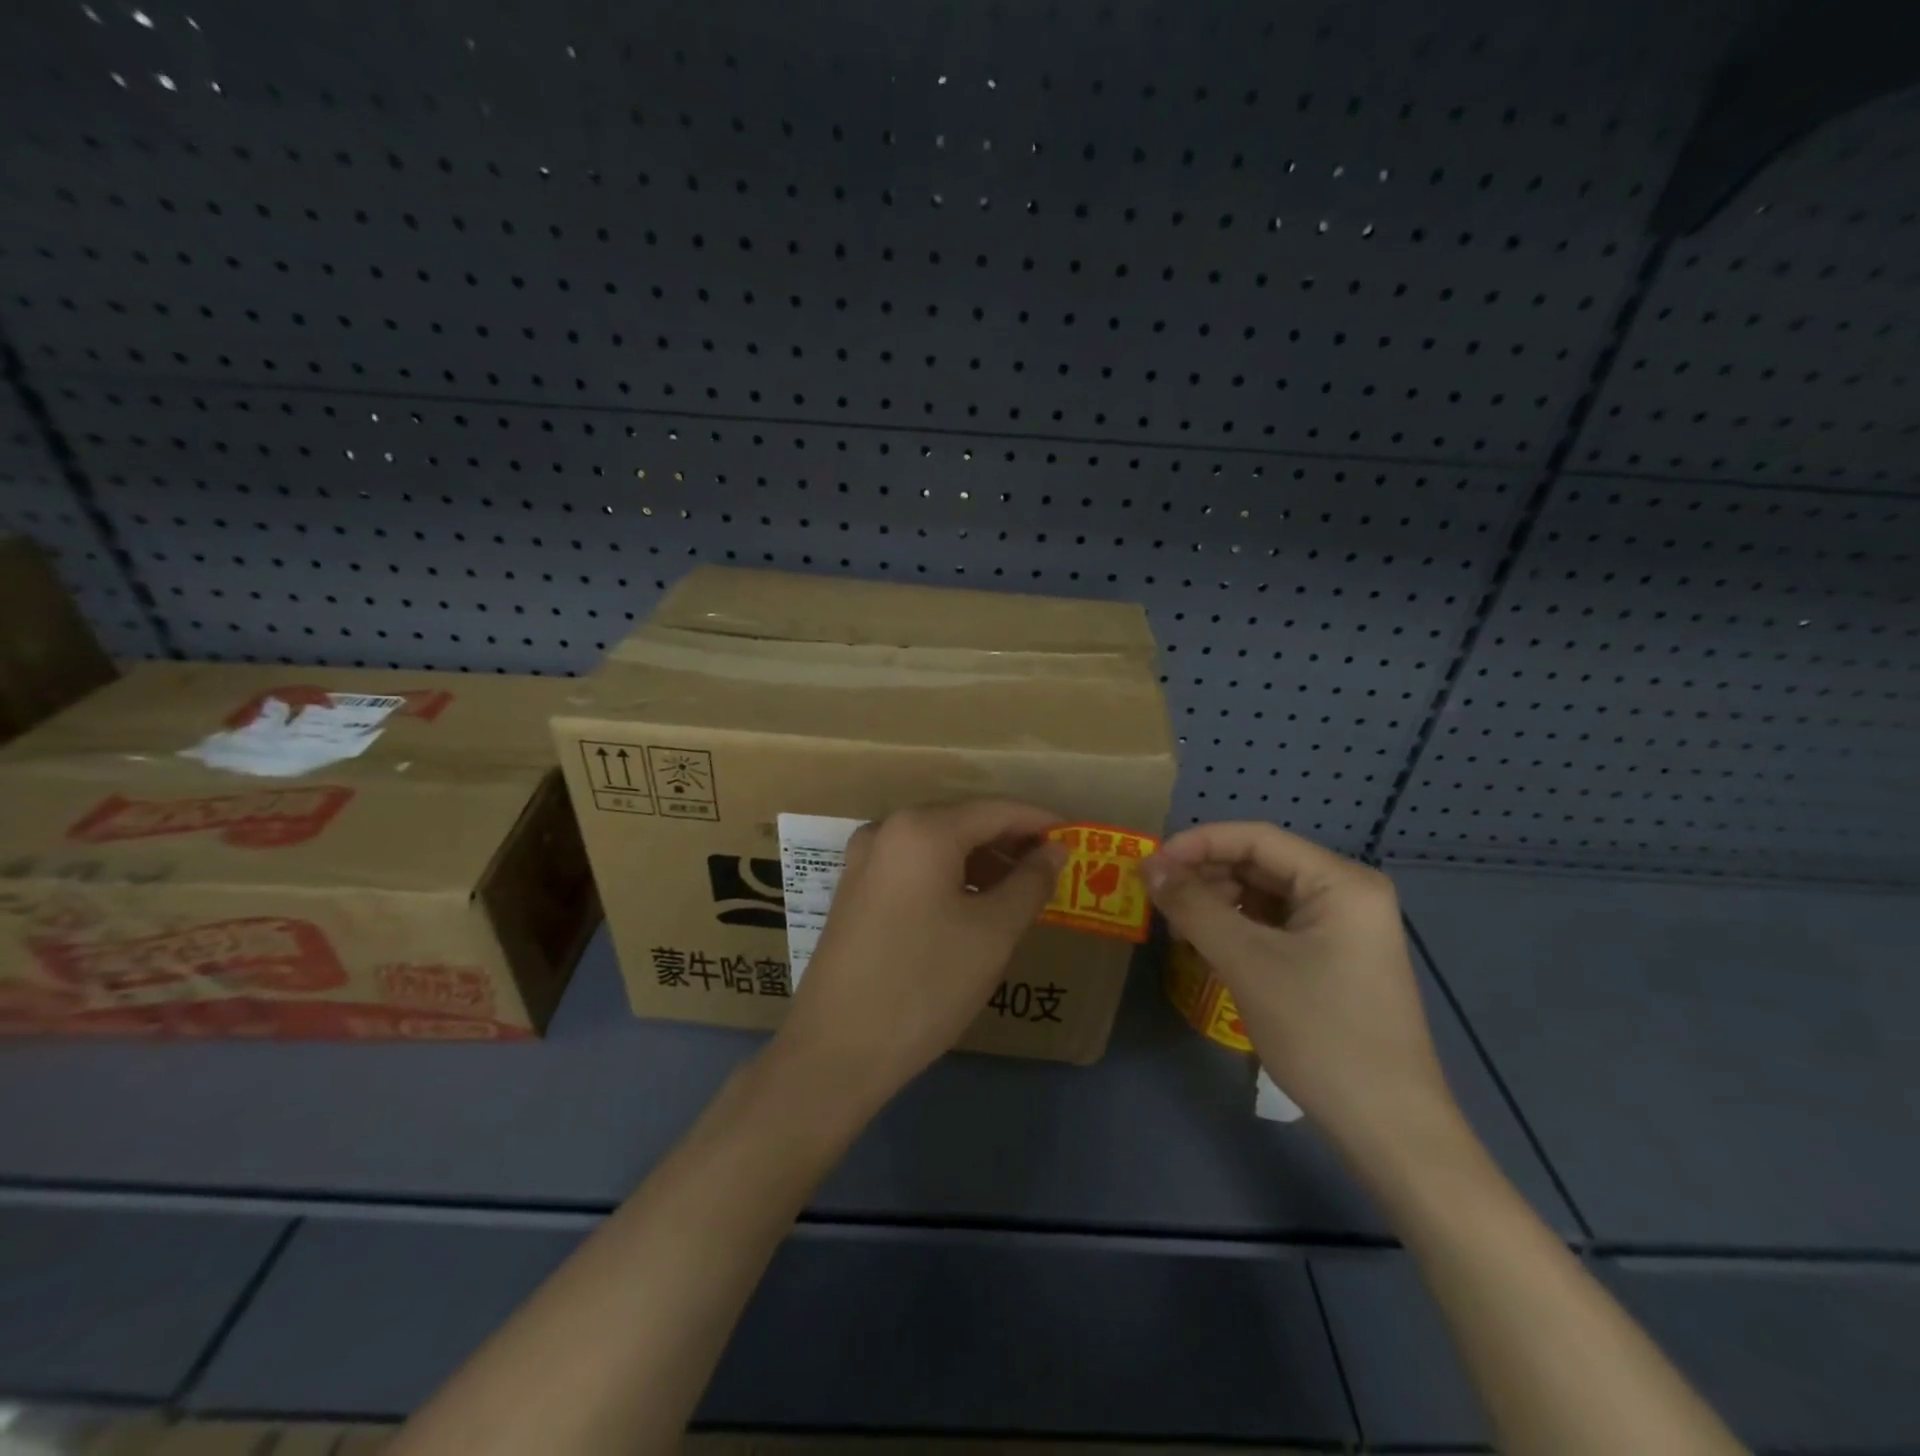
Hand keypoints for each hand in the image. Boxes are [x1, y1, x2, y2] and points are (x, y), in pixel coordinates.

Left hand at [771, 799, 1065, 1111]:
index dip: (1040, 821)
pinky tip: (972, 906)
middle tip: (1052, 869)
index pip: (996, 809)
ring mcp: (863, 861)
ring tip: (1018, 891)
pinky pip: (913, 867)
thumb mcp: (993, 933)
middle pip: (963, 822)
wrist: (836, 1051)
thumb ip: (1031, 881)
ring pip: (937, 846)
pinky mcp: (853, 891)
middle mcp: (886, 830)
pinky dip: (949, 877)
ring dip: (981, 861)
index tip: (1077, 838)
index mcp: (922, 829)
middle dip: (1010, 842)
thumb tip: (1055, 849)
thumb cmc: (926, 983)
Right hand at [1143, 822, 1462, 1164]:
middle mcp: (1347, 894)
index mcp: (1340, 881)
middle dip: (1205, 876)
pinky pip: (1275, 927)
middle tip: (1157, 899)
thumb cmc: (1320, 1032)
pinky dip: (1237, 931)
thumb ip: (1193, 907)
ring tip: (1178, 928)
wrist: (1389, 1128)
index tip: (1149, 865)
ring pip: (1264, 897)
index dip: (1197, 844)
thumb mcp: (1247, 962)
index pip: (1256, 838)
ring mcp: (1343, 929)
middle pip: (1260, 865)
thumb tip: (1148, 866)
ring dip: (1217, 904)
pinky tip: (1208, 949)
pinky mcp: (1335, 959)